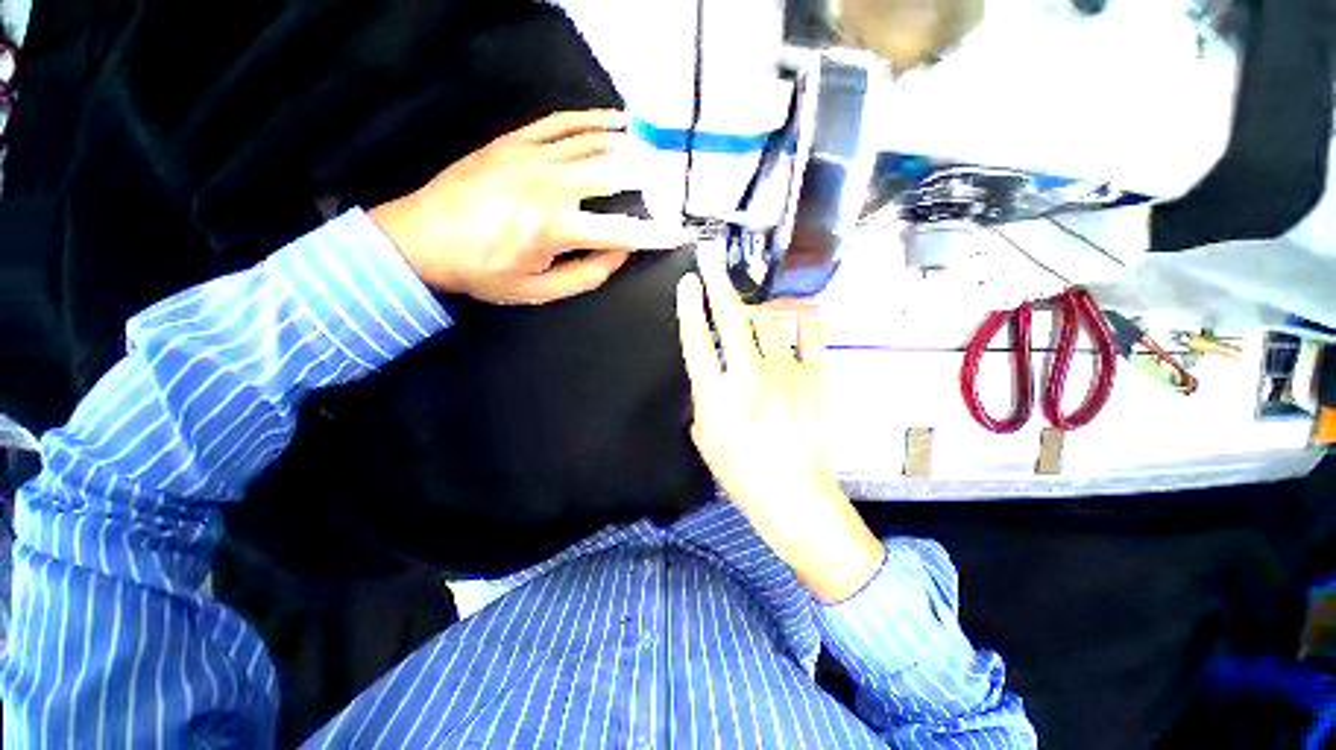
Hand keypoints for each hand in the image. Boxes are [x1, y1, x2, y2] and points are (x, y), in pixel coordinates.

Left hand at [370, 110, 689, 304]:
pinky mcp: (515, 141)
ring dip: (629, 145)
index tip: (678, 233)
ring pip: (593, 142)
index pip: (622, 229)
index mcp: (556, 227)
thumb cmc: (483, 272)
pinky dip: (592, 119)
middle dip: (649, 179)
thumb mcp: (539, 291)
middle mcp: (551, 184)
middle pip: (614, 173)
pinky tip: (614, 120)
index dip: (655, 234)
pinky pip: (561, 123)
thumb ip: (587, 274)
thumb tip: (619, 251)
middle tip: (671, 183)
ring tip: (653, 150)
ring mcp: (531, 156)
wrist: (420, 239)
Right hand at [676, 249, 884, 603]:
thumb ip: (704, 396)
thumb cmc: (741, 473)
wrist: (795, 496)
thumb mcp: (704, 437)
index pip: (697, 339)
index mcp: (716, 396)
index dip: (690, 306)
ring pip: (768, 319)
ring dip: (755, 310)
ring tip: (751, 313)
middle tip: (710, 258)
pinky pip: (810, 331)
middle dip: (718, 283)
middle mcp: (748, 376)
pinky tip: (794, 313)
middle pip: (731, 318)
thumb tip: (711, 366)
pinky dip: (802, 316)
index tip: (688, 282)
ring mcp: (787, 372)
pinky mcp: (816, 376)